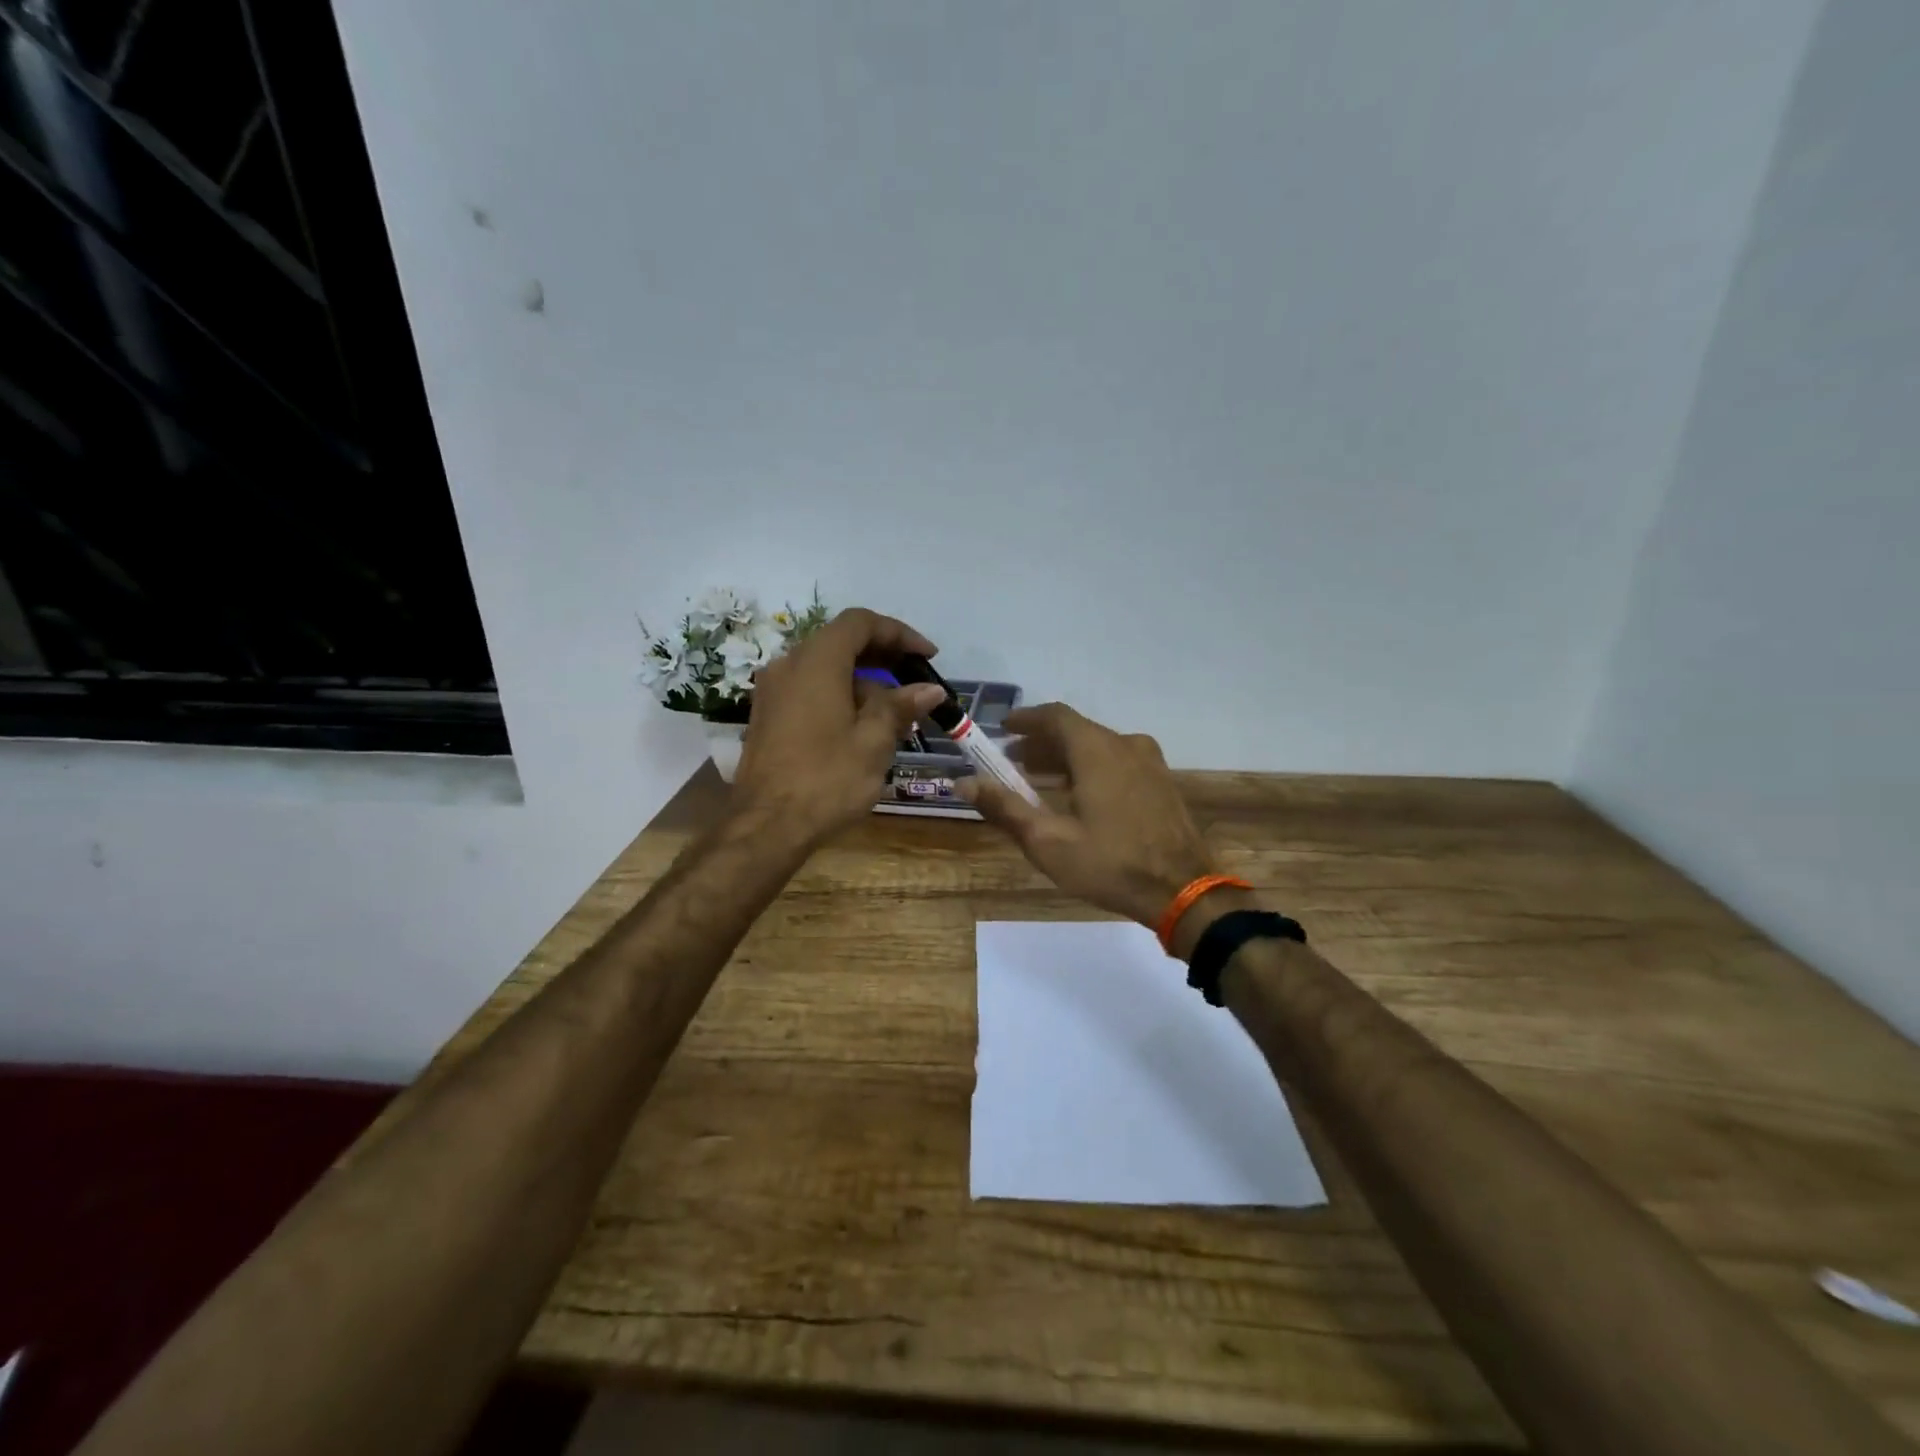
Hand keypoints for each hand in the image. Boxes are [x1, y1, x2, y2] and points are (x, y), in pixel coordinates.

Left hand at [732, 608, 946, 843]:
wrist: (767, 826)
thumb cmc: (827, 779)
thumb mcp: (873, 742)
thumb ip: (900, 706)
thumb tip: (929, 689)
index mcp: (816, 661)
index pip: (861, 623)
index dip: (899, 633)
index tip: (928, 656)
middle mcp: (788, 665)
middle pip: (841, 642)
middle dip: (883, 658)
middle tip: (915, 682)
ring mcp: (772, 691)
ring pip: (825, 669)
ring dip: (863, 682)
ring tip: (896, 716)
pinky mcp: (767, 715)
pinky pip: (809, 689)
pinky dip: (839, 696)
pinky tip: (862, 729)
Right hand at [960, 703, 1225, 935]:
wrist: (1185, 891)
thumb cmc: (1111, 864)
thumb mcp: (1048, 841)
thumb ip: (1005, 807)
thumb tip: (963, 782)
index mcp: (1097, 750)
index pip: (1055, 716)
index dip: (1025, 720)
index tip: (1002, 730)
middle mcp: (1125, 745)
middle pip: (1076, 731)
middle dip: (1041, 743)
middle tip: (1012, 762)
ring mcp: (1149, 763)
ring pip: (1098, 747)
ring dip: (1065, 757)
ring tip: (1038, 781)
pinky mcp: (1162, 783)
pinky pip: (1118, 761)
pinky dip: (1091, 768)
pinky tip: (1078, 796)